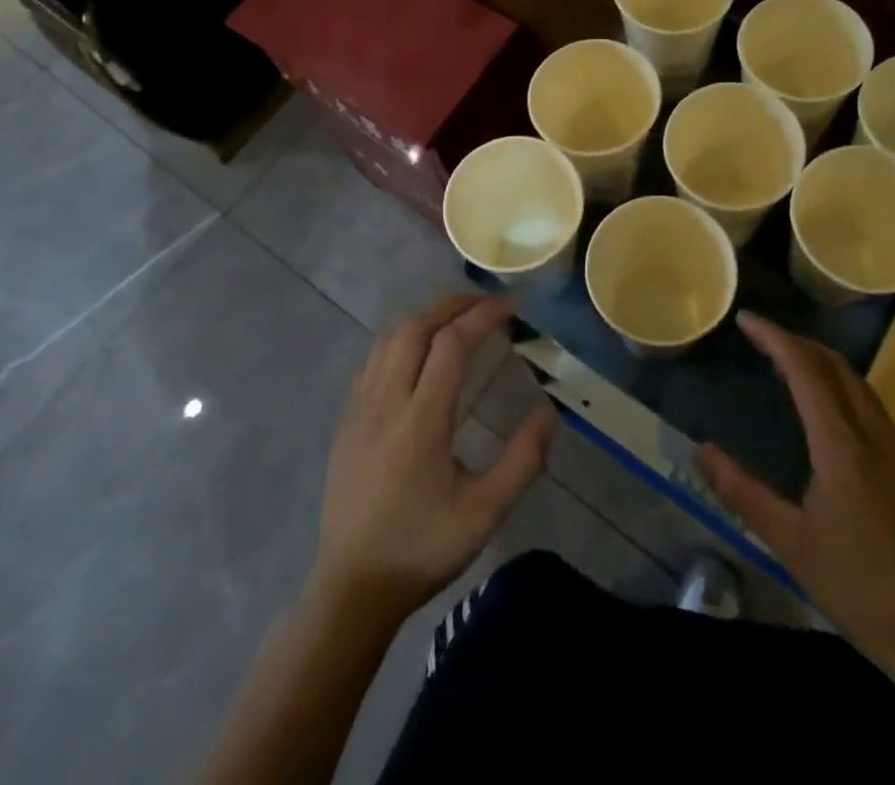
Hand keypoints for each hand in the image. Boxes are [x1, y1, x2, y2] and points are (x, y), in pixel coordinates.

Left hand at [313, 293, 555, 625]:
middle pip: (416, 327)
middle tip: (488, 304)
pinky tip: (418, 354)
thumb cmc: (422, 549)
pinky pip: (373, 359)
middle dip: (454, 305)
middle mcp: (386, 401)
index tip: (513, 306)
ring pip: (389, 338)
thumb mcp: (484, 514)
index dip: (484, 315)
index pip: (451, 344)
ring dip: (426, 318)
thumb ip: (522, 462)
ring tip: (458, 321)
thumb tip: (548, 413)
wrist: (351, 589)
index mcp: (421, 421)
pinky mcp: (346, 420)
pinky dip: (401, 339)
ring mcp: (359, 408)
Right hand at [694, 313, 894, 681]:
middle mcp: (878, 437)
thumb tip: (700, 449)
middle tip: (764, 339)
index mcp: (842, 447)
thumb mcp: (790, 544)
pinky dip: (846, 395)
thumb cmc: (861, 591)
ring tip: (791, 369)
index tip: (747, 319)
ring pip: (862, 388)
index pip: (806, 370)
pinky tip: (833, 423)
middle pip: (837, 367)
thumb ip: (742, 492)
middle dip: (799, 343)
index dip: (775, 338)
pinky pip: (877, 414)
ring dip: (824, 367)